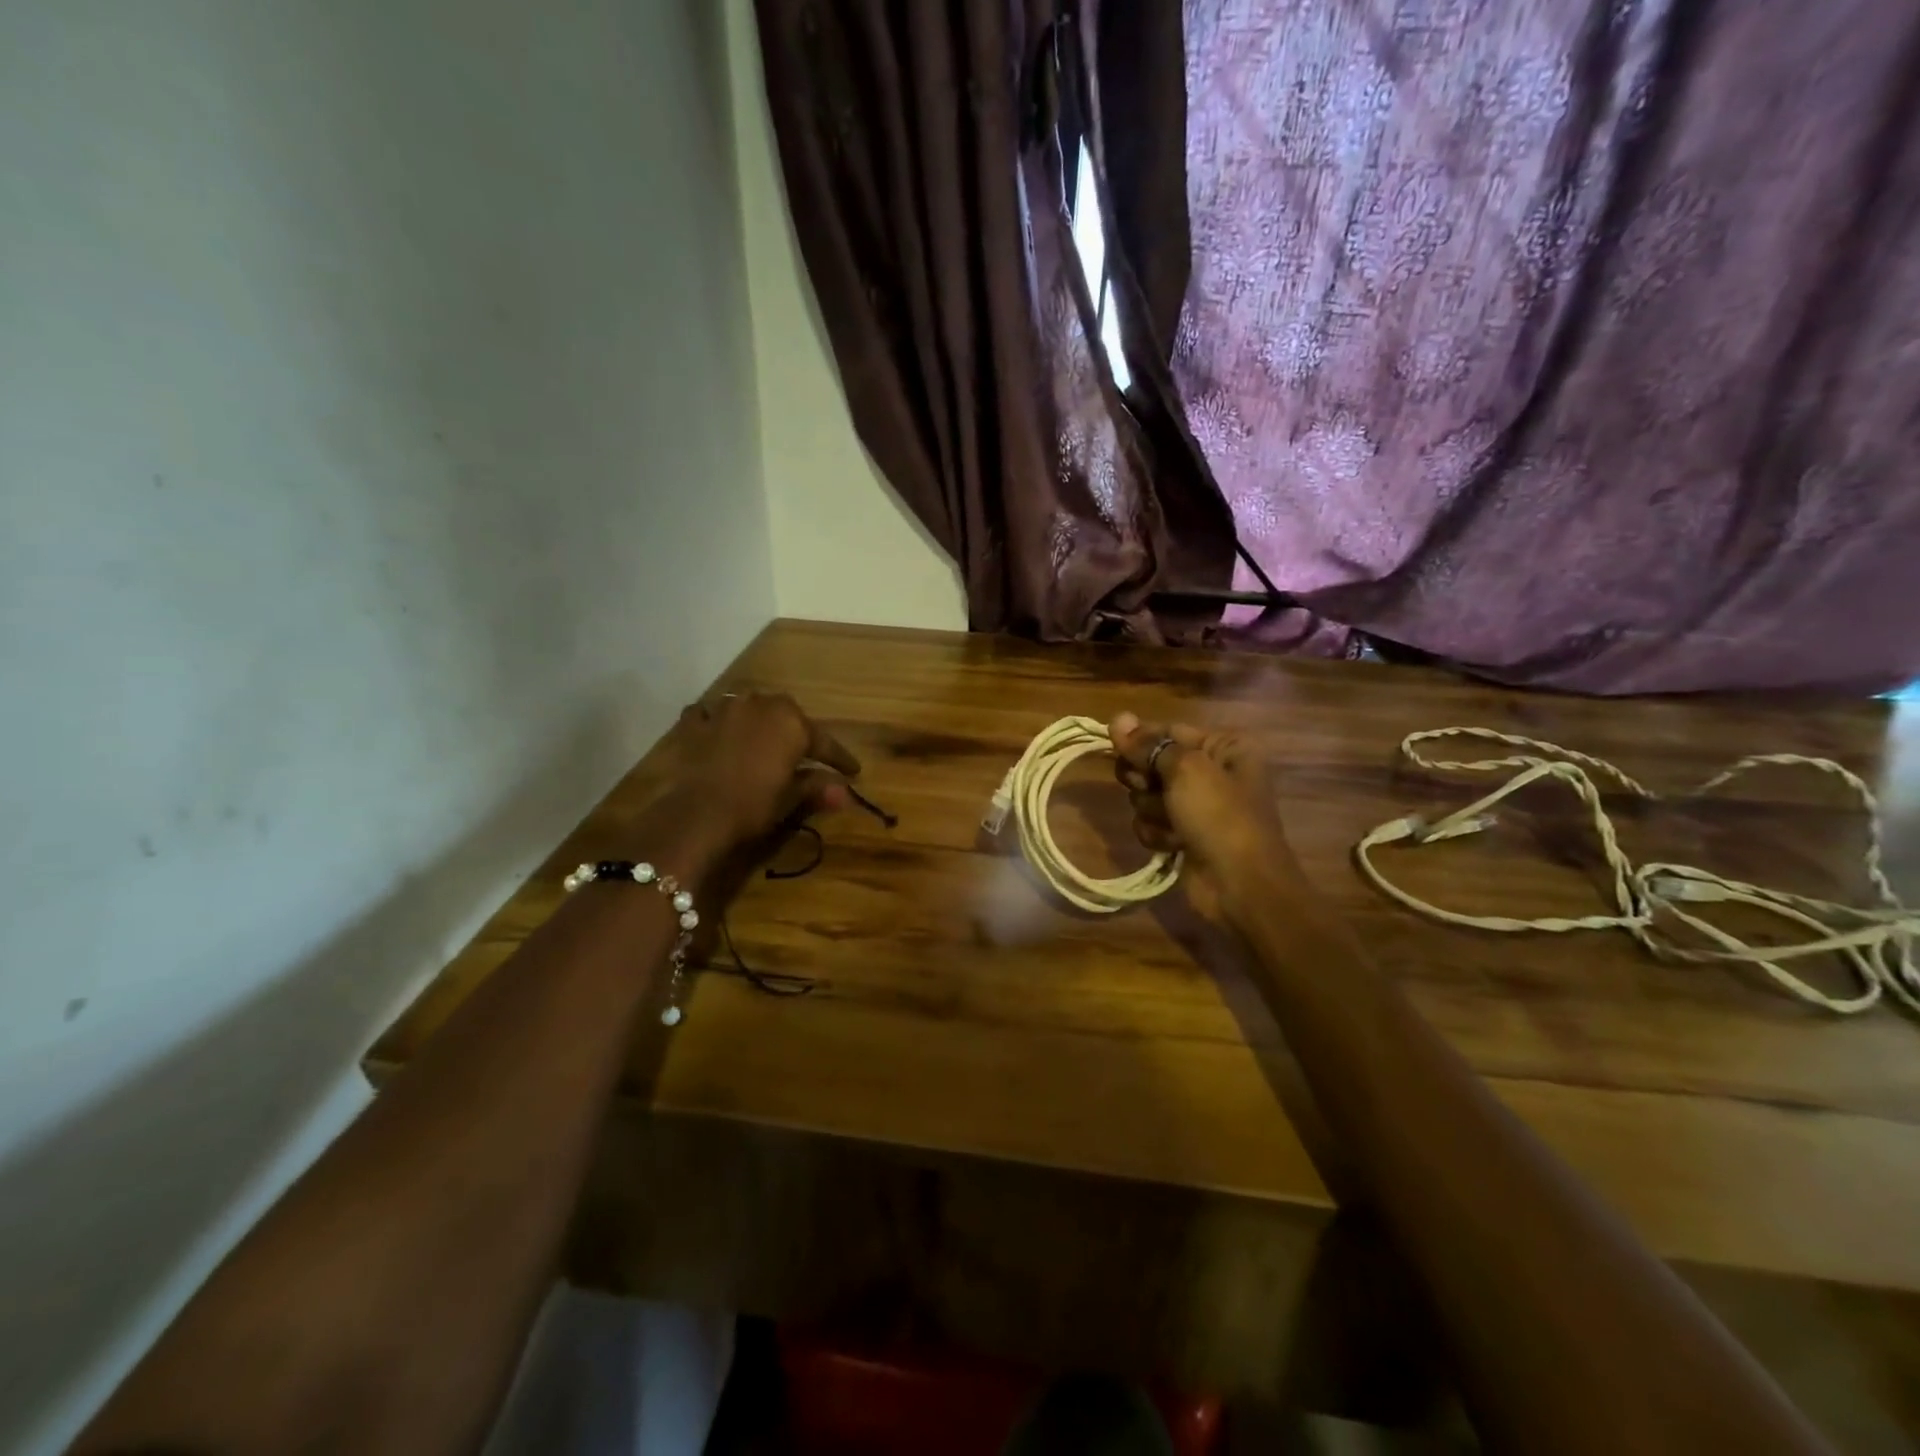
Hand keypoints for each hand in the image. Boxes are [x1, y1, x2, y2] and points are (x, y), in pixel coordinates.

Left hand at [667, 691, 861, 848]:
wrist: (697, 815)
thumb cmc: (754, 805)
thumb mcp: (791, 799)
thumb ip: (817, 788)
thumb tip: (844, 792)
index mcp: (792, 723)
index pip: (824, 742)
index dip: (839, 759)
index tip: (853, 771)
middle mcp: (761, 705)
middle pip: (786, 715)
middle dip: (797, 731)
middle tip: (804, 752)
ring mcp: (724, 709)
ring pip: (749, 707)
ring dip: (758, 720)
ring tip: (761, 736)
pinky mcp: (694, 722)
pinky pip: (710, 714)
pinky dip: (717, 722)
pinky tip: (717, 731)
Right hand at [1109, 711, 1299, 922]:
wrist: (1241, 886)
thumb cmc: (1220, 817)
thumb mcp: (1185, 770)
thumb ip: (1148, 745)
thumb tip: (1117, 717)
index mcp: (1224, 747)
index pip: (1168, 731)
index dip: (1141, 741)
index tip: (1116, 747)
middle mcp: (1212, 772)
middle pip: (1153, 762)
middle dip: (1145, 778)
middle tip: (1150, 788)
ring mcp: (1198, 807)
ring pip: (1147, 795)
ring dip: (1152, 810)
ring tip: (1172, 824)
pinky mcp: (1184, 836)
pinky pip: (1152, 823)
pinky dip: (1157, 834)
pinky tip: (1173, 845)